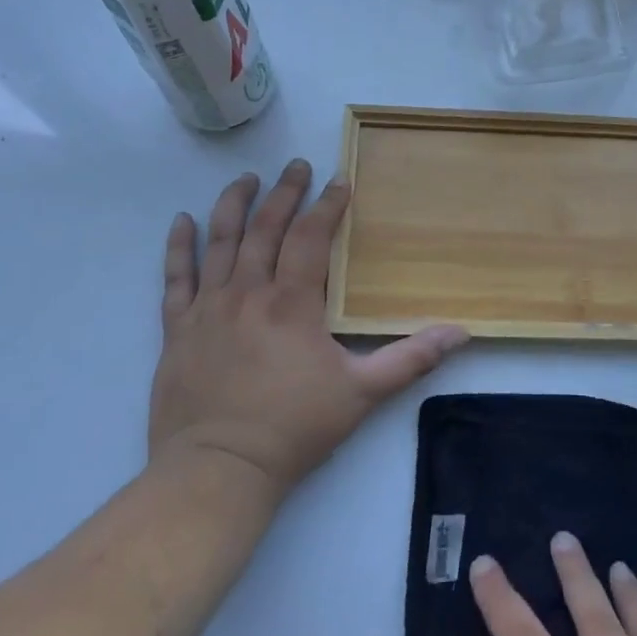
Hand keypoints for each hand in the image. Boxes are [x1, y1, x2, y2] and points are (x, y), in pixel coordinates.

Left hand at [148, 159, 468, 497]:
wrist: (217, 470)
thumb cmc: (293, 428)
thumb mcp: (363, 394)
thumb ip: (411, 359)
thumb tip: (460, 332)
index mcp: (292, 303)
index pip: (310, 238)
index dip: (327, 205)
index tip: (339, 180)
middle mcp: (248, 293)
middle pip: (266, 228)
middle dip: (284, 192)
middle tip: (296, 166)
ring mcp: (207, 308)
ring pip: (220, 242)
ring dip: (234, 205)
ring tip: (246, 179)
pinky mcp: (177, 329)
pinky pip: (176, 278)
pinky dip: (178, 247)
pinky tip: (181, 221)